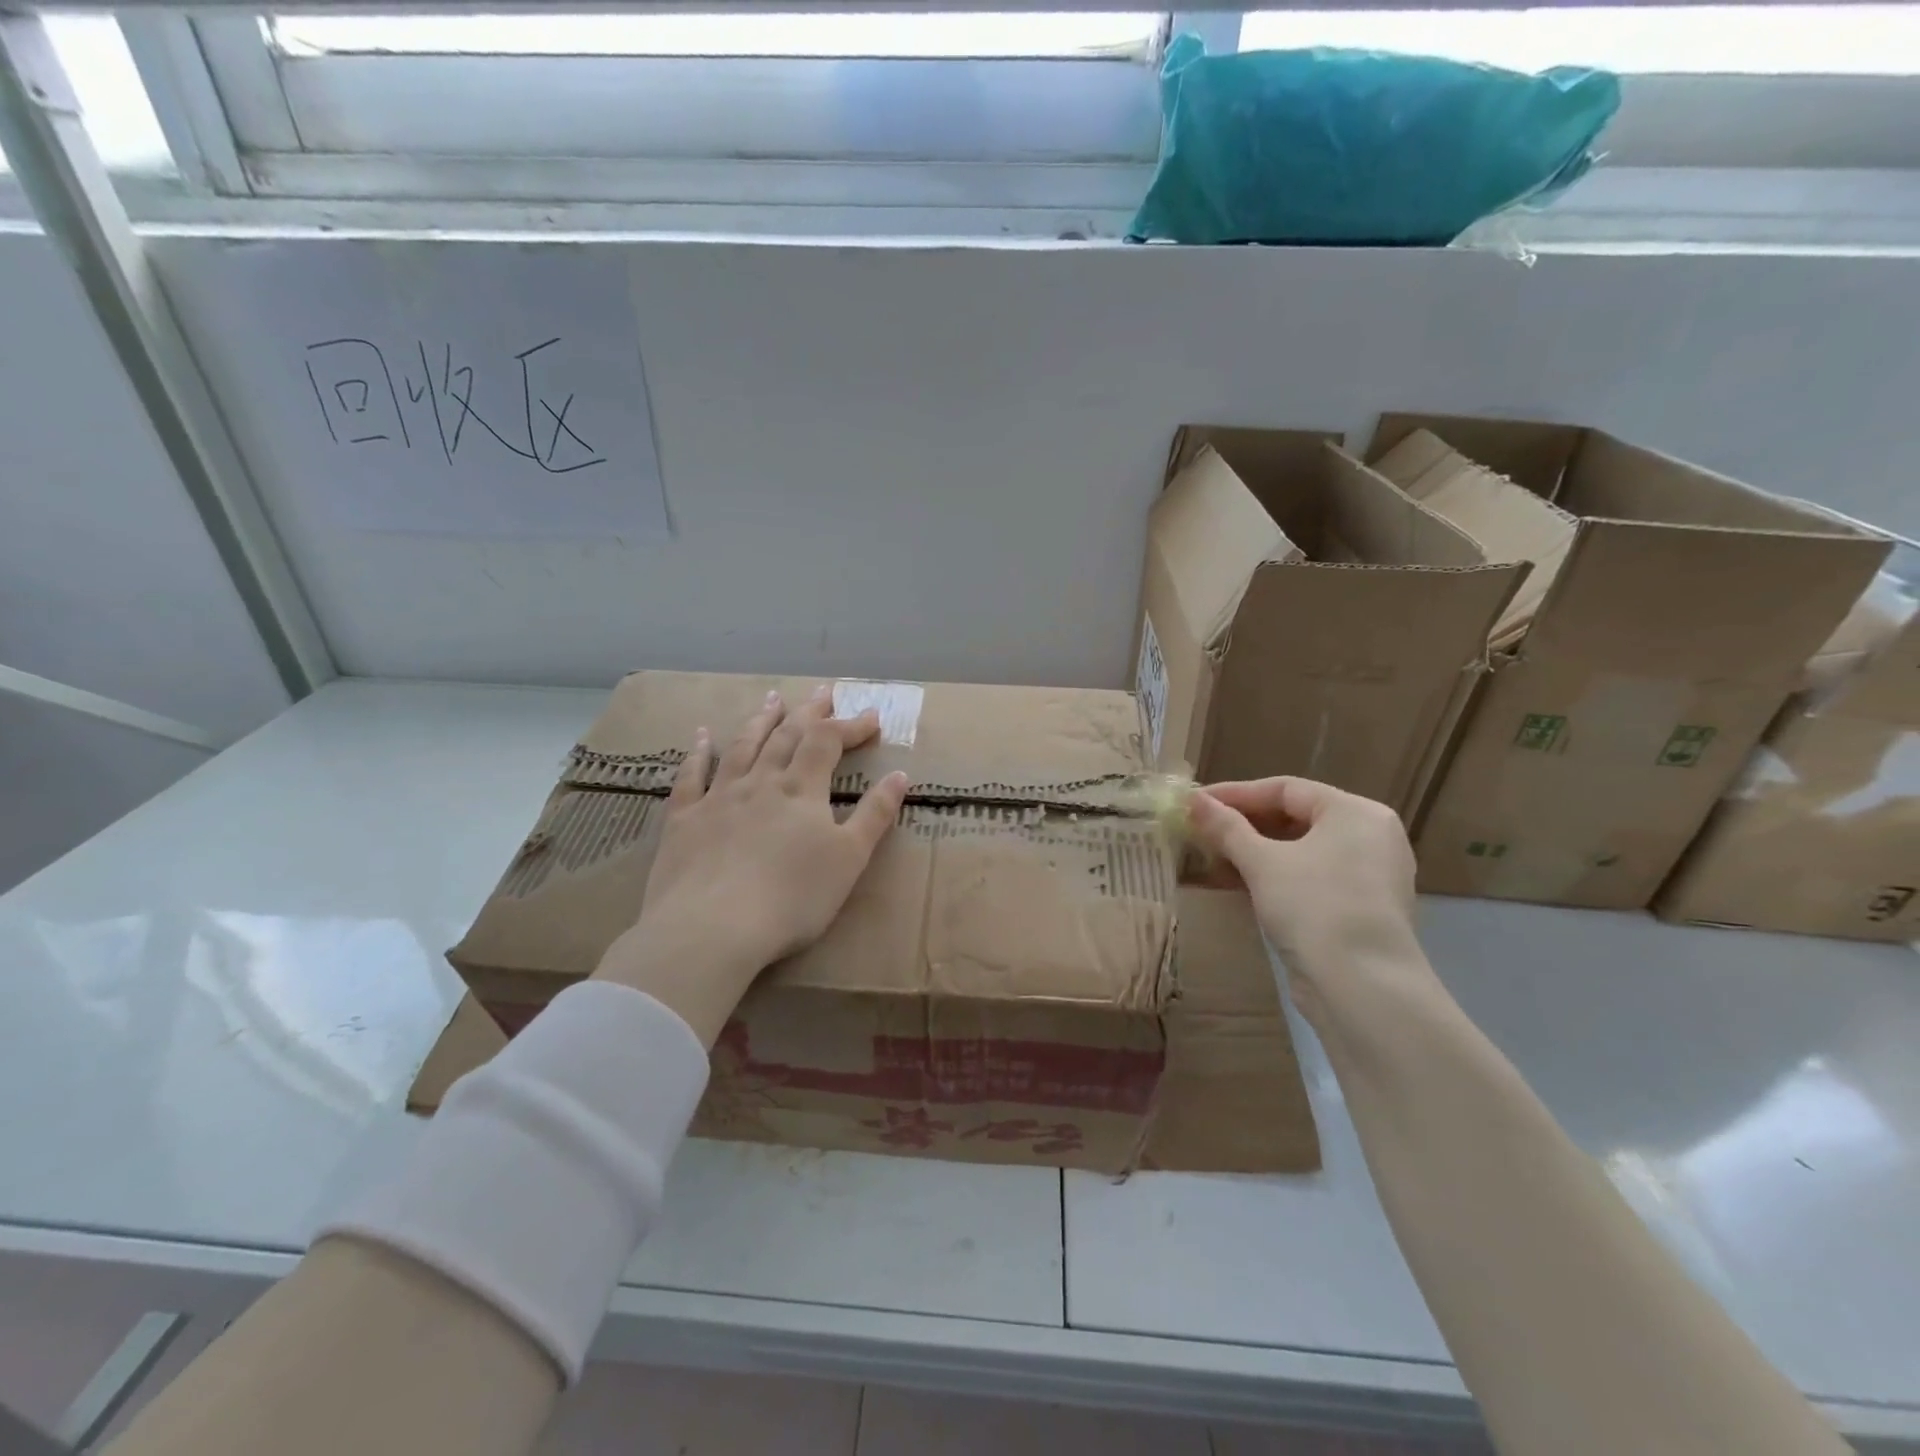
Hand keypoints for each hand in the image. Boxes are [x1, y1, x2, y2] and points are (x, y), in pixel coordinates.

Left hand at [592, 686, 908, 1042]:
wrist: (712, 928)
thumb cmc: (792, 897)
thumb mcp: (849, 859)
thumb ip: (874, 815)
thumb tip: (900, 775)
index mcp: (801, 790)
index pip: (827, 742)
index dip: (850, 725)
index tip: (872, 716)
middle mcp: (760, 782)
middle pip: (786, 736)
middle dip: (808, 712)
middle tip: (822, 691)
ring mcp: (718, 798)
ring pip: (742, 747)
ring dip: (759, 721)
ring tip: (771, 699)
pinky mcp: (684, 820)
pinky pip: (691, 776)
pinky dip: (698, 753)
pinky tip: (701, 736)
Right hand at [1186, 777, 1423, 1021]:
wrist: (1363, 990)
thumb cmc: (1315, 907)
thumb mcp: (1262, 862)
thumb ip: (1226, 827)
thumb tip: (1192, 799)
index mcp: (1355, 813)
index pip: (1286, 789)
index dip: (1236, 793)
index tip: (1197, 803)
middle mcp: (1370, 837)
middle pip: (1295, 818)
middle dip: (1244, 825)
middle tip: (1200, 831)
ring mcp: (1368, 876)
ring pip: (1301, 852)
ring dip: (1254, 854)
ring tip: (1211, 859)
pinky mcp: (1359, 911)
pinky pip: (1310, 879)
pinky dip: (1274, 878)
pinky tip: (1238, 887)